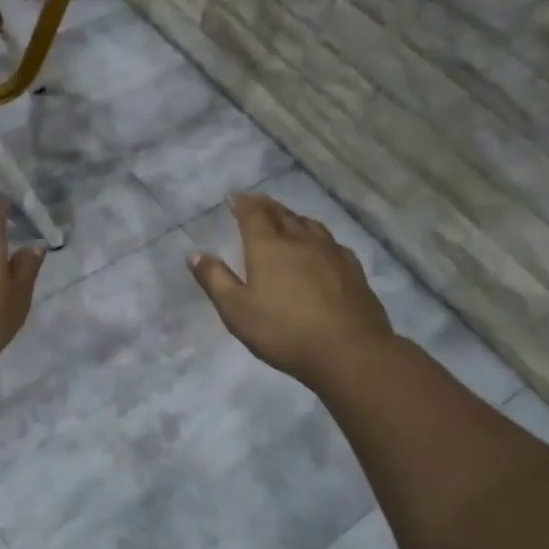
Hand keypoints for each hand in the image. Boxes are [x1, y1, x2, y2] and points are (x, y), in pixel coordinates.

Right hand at [188, 193, 394, 386]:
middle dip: (266, 205)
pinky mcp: (353, 270)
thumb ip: (215, 280)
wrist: (349, 351)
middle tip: (256, 201)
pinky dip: (318, 237)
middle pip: (282, 214)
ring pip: (309, 225)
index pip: (253, 214)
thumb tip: (195, 254)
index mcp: (268, 247)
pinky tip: (321, 247)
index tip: (234, 197)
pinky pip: (332, 242)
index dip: (242, 203)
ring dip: (293, 217)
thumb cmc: (284, 331)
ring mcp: (331, 253)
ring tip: (286, 218)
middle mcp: (300, 241)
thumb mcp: (236, 311)